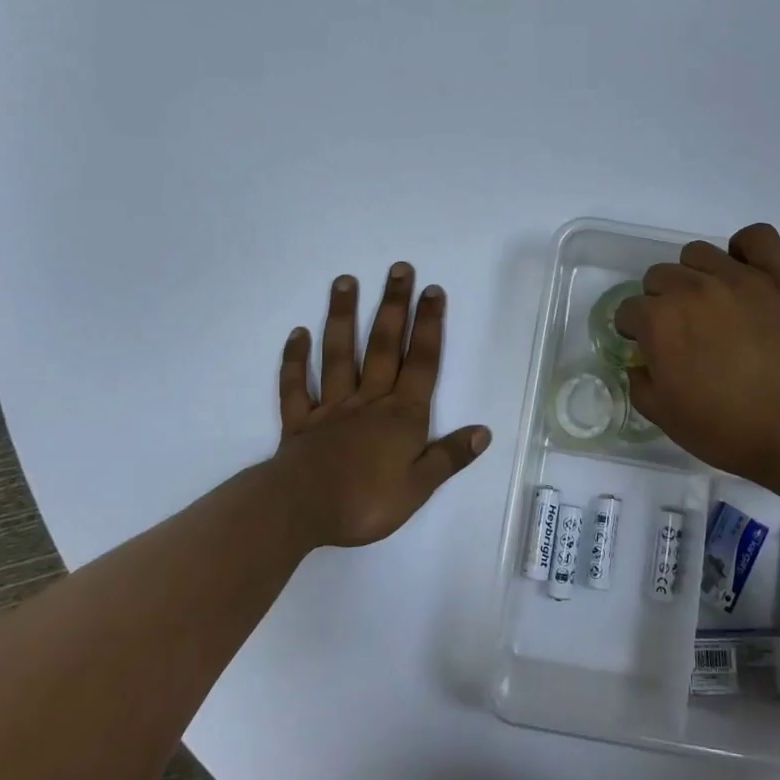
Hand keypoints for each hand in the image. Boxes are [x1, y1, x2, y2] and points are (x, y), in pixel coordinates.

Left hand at [272, 263, 490, 547]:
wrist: (300, 510)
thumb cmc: (366, 501)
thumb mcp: (419, 487)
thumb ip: (449, 456)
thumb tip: (484, 431)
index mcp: (401, 415)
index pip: (421, 362)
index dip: (428, 326)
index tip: (432, 291)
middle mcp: (369, 400)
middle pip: (383, 345)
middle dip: (393, 305)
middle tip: (398, 268)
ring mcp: (331, 407)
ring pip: (338, 354)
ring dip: (342, 316)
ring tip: (345, 281)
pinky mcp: (300, 421)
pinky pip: (296, 386)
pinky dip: (295, 360)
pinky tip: (297, 334)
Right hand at [617, 223, 779, 484]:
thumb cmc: (727, 429)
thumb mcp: (665, 418)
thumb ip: (640, 384)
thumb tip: (640, 364)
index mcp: (658, 322)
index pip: (628, 310)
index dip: (633, 331)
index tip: (647, 347)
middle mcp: (690, 288)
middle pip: (658, 276)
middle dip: (660, 301)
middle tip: (680, 330)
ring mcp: (736, 278)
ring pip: (697, 252)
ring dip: (694, 274)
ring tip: (709, 301)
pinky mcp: (776, 277)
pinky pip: (757, 237)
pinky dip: (746, 248)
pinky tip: (744, 271)